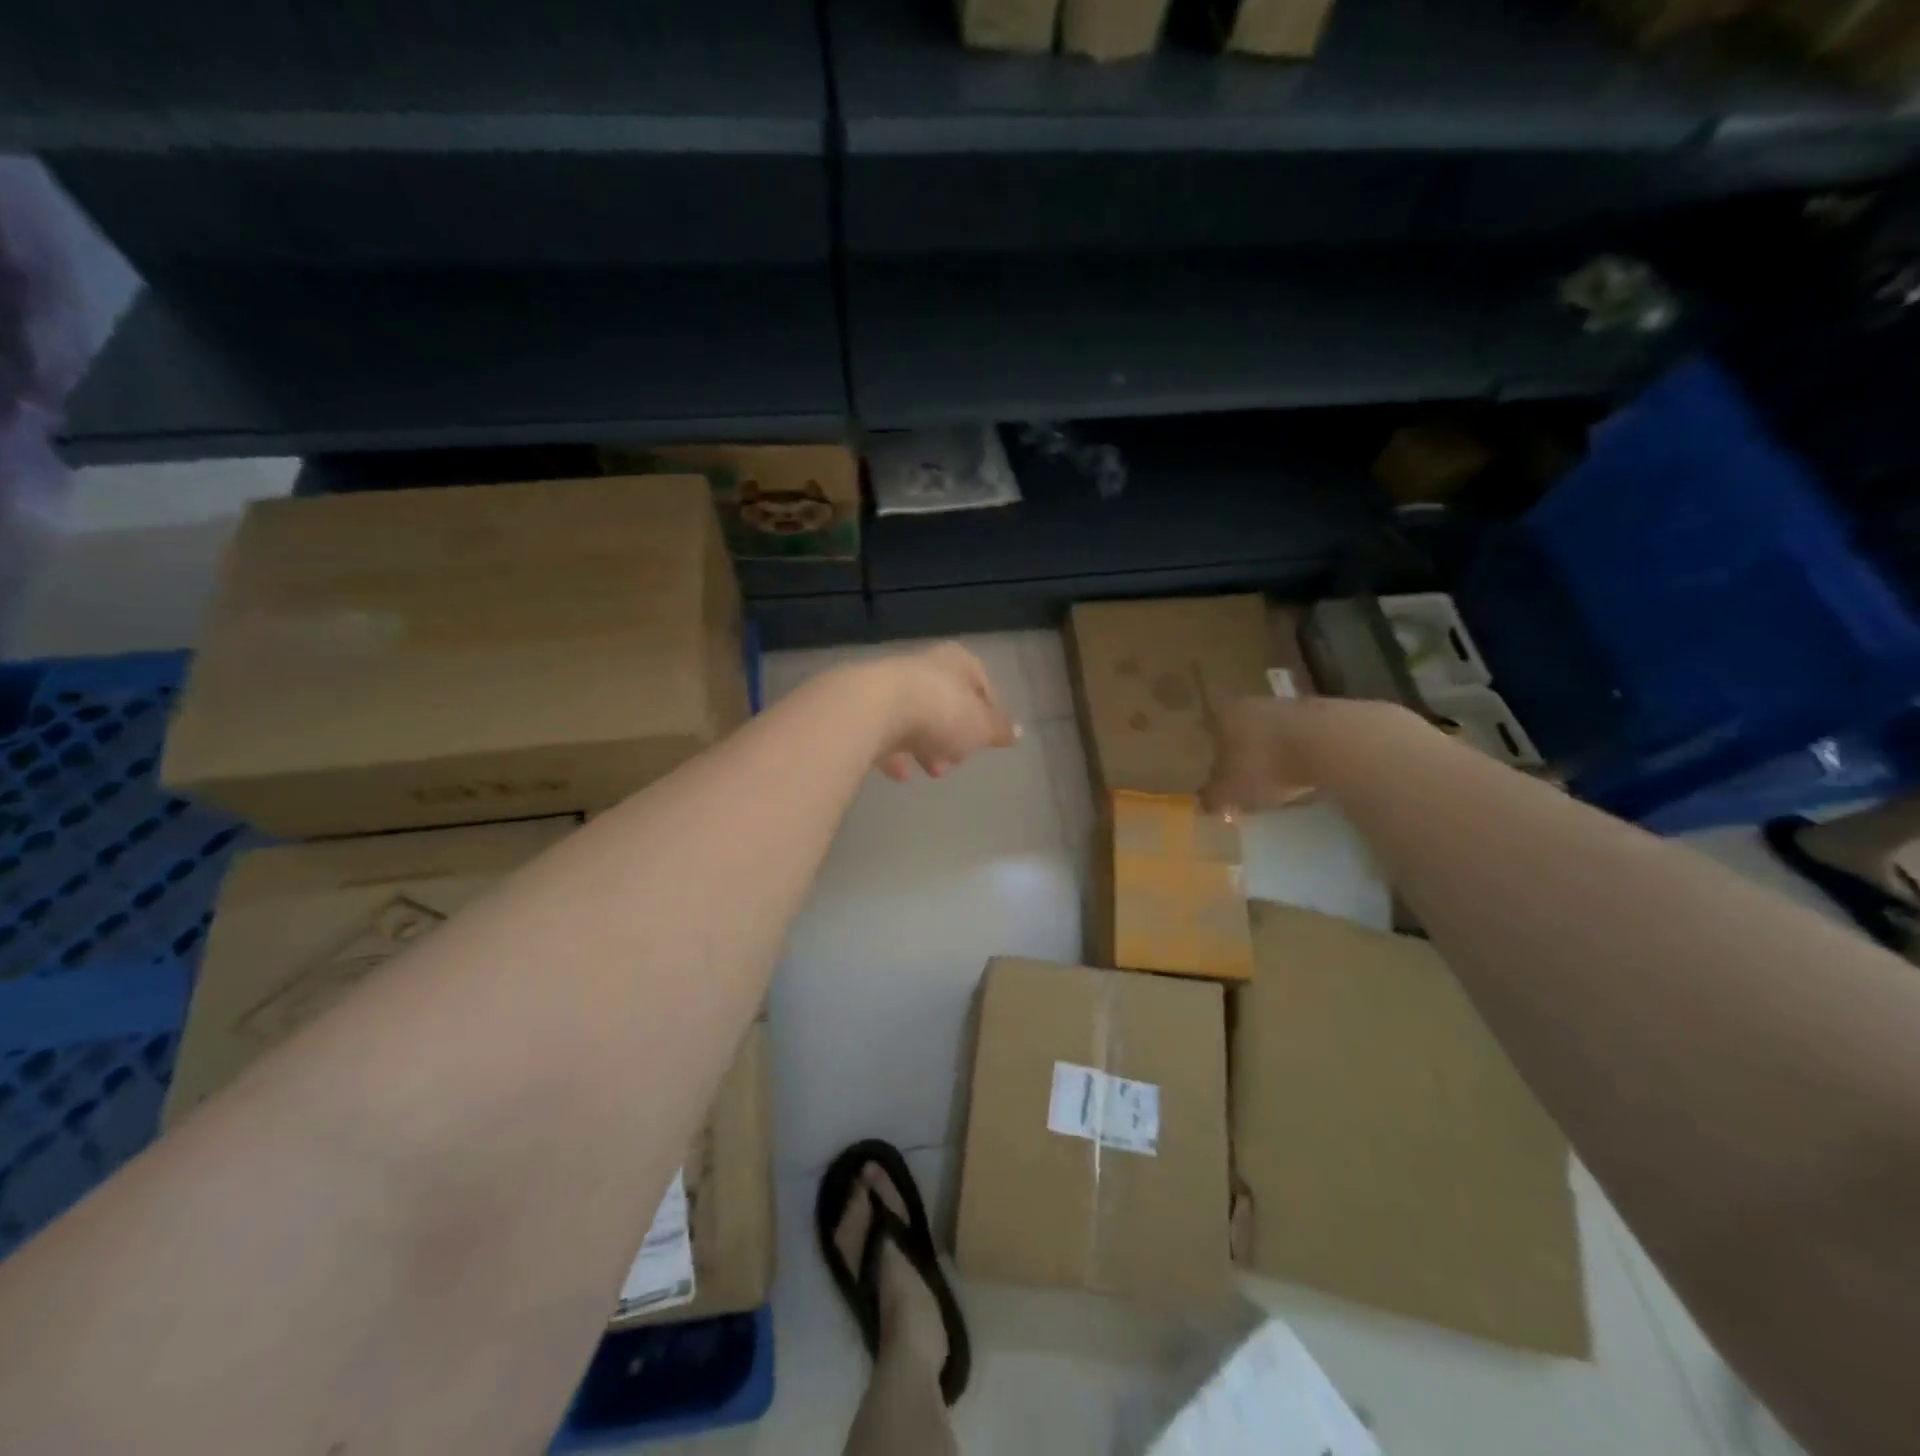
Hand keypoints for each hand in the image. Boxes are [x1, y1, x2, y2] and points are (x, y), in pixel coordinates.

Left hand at [870, 642, 1017, 781]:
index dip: (988, 712)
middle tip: (956, 761)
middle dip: (953, 735)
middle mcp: (923, 666)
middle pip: (946, 702)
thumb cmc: (941, 711)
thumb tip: (1018, 732)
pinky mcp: (863, 707)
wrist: (873, 709)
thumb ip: (999, 729)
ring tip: (931, 771)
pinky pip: (886, 731)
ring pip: (915, 717)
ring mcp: (890, 685)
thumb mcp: (981, 726)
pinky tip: (899, 773)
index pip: (981, 683)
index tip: (988, 738)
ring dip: (925, 745)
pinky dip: (895, 752)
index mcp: (957, 661)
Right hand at [1200, 697, 1319, 816]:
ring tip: (1272, 780)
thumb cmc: (1263, 764)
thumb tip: (1202, 803)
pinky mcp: (1324, 717)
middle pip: (1241, 727)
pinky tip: (1301, 776)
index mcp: (1224, 714)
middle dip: (1240, 750)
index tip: (1208, 764)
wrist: (1328, 744)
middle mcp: (1253, 704)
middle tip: (1239, 775)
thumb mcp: (1228, 790)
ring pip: (1272, 732)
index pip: (1209, 725)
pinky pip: (1301, 740)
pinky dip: (1298, 756)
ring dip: (1271, 752)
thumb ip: (1212, 796)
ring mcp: (1290, 707)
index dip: (1207, 746)